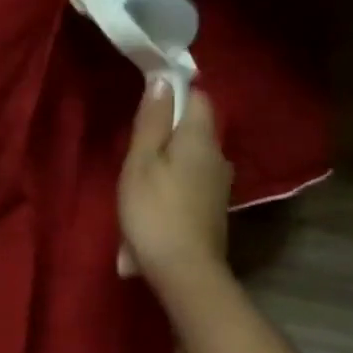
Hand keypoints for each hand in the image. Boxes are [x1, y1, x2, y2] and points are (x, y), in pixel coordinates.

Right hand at [118, 78, 233, 296]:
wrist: (184, 273)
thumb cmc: (155, 212)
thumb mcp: (141, 162)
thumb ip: (152, 120)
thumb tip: (163, 79)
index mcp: (201, 139)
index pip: (198, 96)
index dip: (174, 93)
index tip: (146, 107)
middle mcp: (218, 158)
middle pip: (192, 131)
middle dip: (165, 135)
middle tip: (133, 152)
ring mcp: (219, 187)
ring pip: (189, 161)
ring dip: (165, 166)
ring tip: (136, 186)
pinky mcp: (213, 211)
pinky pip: (189, 187)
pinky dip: (170, 192)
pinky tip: (150, 214)